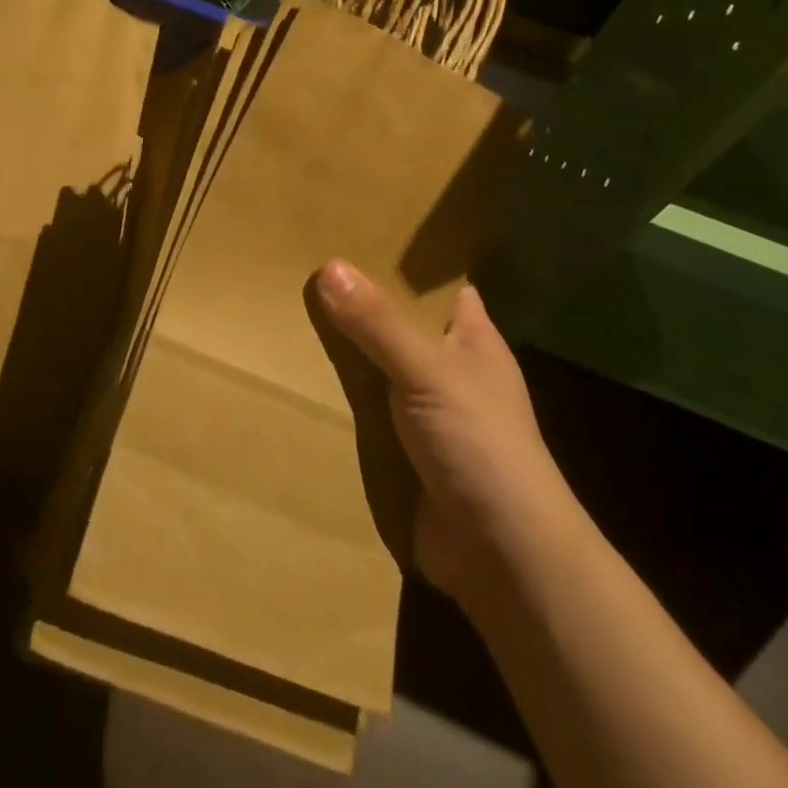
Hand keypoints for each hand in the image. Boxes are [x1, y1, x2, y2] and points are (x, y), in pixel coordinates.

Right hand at [313, 260, 567, 600]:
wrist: (502, 556)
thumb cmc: (481, 445)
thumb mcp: (428, 372)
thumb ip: (378, 323)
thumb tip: (328, 266)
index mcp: (471, 338)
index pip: (437, 284)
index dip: (402, 260)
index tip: (354, 231)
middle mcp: (448, 367)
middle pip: (396, 322)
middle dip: (356, 302)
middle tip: (301, 266)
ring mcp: (423, 409)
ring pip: (375, 365)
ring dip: (341, 351)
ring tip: (285, 310)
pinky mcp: (401, 447)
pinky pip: (362, 409)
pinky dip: (336, 396)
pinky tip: (294, 375)